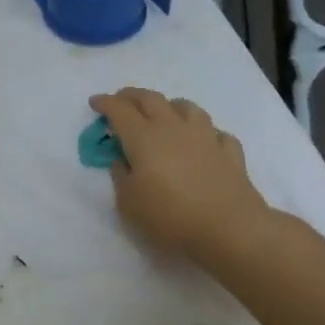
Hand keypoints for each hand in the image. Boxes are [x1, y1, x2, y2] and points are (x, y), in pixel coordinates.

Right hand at [89, 87, 281, 275]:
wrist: (230, 229)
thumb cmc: (170, 216)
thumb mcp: (129, 203)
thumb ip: (121, 176)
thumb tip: (123, 160)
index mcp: (143, 137)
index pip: (119, 109)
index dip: (105, 103)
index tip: (95, 103)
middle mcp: (172, 127)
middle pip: (150, 98)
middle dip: (131, 96)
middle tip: (121, 100)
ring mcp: (204, 136)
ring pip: (186, 107)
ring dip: (170, 106)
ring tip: (164, 114)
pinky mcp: (229, 152)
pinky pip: (215, 132)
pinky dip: (205, 132)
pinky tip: (202, 142)